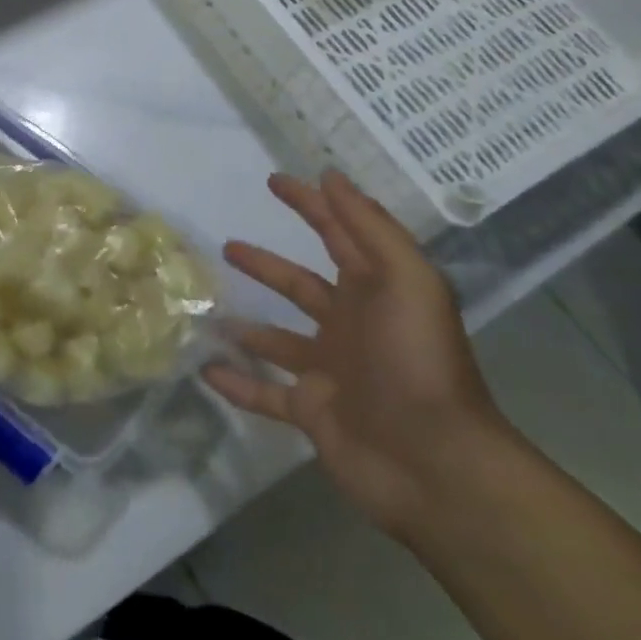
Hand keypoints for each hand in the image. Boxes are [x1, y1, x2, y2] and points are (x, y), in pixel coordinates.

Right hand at [205, 171, 508, 536]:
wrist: (435, 463)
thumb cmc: (417, 360)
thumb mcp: (407, 280)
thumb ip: (369, 227)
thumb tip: (330, 176)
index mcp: (374, 291)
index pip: (336, 234)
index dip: (309, 204)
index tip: (274, 181)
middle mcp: (350, 325)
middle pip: (299, 285)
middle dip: (266, 264)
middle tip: (227, 246)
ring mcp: (329, 370)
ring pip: (277, 339)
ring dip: (246, 325)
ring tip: (207, 309)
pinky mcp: (312, 411)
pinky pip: (265, 394)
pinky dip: (237, 384)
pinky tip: (205, 370)